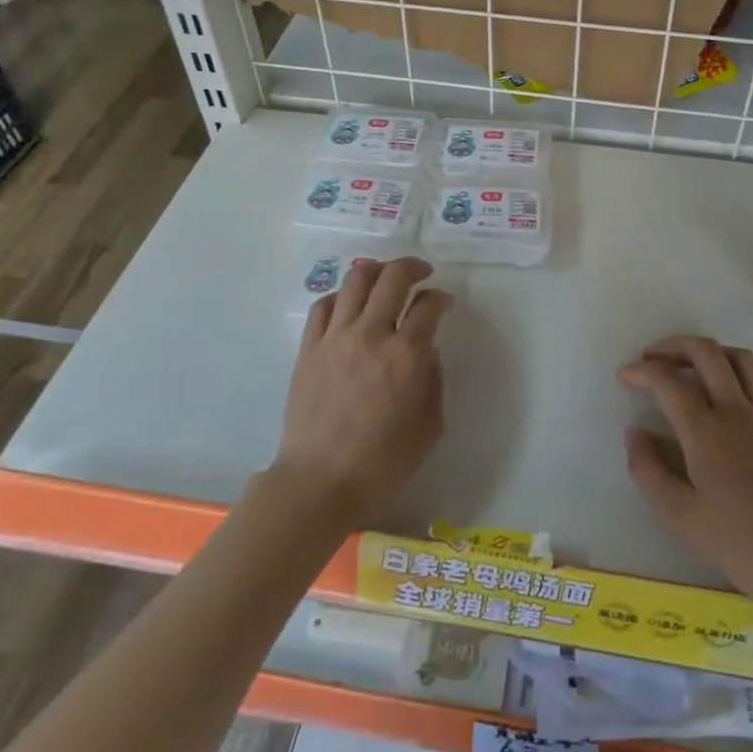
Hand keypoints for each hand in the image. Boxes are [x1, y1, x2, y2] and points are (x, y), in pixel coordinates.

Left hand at [270, 257, 452, 528]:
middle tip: (421, 273)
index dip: (440, 297)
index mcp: (406, 356)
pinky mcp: (308, 348)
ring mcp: (335, 338)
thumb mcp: (429, 427)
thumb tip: (427, 351)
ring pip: (355, 281)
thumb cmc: (381, 464)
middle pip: (392, 278)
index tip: (443, 302)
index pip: (428, 305)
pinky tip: (349, 304)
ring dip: (376, 270)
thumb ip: (434, 381)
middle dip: (412, 267)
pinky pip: (324, 305)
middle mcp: (371, 335)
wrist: (318, 484)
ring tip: (385, 276)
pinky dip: (341, 296)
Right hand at [619, 336, 752, 607]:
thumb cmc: (734, 540)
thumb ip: (647, 468)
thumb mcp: (677, 513)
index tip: (623, 377)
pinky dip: (733, 369)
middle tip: (650, 358)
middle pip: (705, 352)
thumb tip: (635, 432)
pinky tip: (722, 390)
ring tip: (686, 365)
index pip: (668, 380)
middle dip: (672, 346)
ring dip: (707, 351)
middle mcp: (735, 410)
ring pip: (738, 357)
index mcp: (705, 430)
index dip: (640, 370)